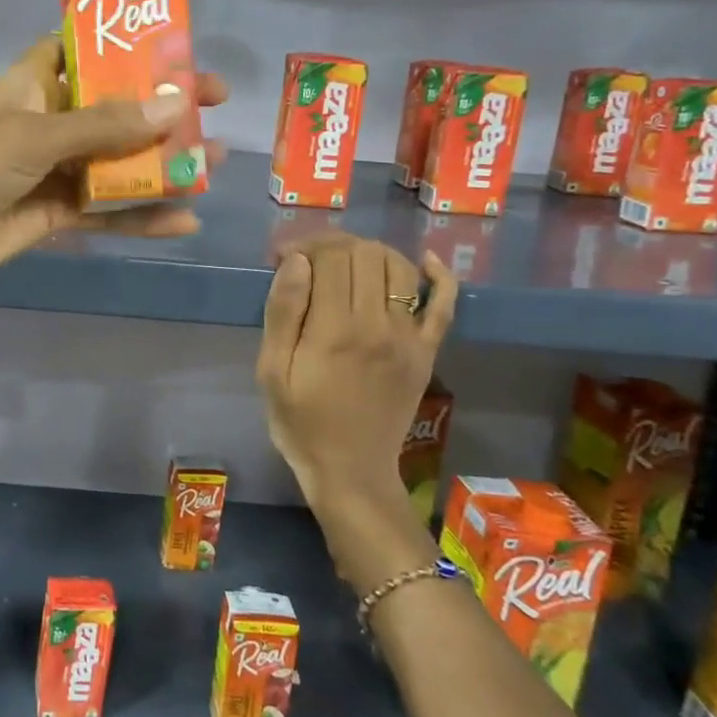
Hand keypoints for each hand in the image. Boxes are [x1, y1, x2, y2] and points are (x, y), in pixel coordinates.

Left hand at [0, 35, 227, 295]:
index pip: (85, 53)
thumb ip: (104, 125)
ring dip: (162, 164)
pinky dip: (141, 217)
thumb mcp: (34, 135)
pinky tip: (185, 221)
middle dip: (161, 109)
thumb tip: (176, 105)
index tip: (177, 49)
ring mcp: (52, 171)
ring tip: (214, 163)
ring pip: (117, 163)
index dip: (127, 48)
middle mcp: (47, 123)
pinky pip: (106, 212)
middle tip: (215, 106)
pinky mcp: (54, 214)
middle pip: (114, 110)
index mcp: (33, 86)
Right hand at [256, 236, 456, 545]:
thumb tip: (297, 261)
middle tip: (309, 259)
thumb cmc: (300, 422)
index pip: (330, 257)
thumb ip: (283, 312)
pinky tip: (426, 261)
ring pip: (399, 267)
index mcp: (334, 329)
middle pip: (365, 254)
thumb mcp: (271, 370)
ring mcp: (409, 337)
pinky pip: (445, 304)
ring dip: (371, 252)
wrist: (350, 471)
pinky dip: (440, 276)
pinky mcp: (427, 351)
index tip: (283, 257)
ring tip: (346, 263)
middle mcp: (378, 324)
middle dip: (333, 244)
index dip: (304, 245)